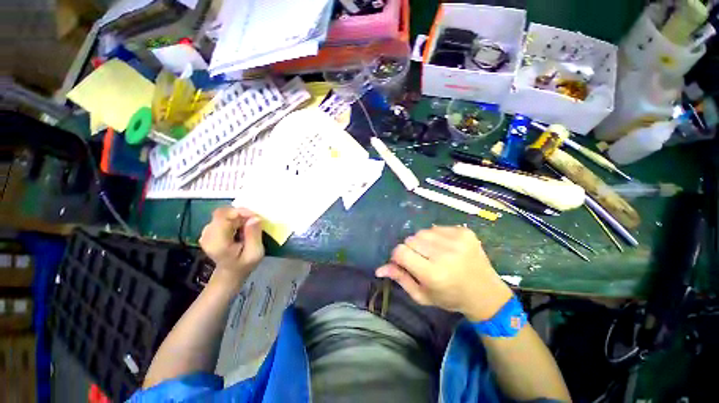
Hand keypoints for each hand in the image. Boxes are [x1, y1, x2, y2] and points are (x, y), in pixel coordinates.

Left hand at [199, 207, 263, 286]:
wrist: (230, 272)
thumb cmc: (244, 264)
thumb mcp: (255, 253)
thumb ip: (254, 235)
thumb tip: (255, 217)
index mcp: (217, 242)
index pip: (222, 216)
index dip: (239, 211)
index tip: (255, 216)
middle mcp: (207, 234)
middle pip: (223, 213)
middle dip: (241, 214)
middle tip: (255, 221)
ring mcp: (207, 231)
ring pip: (224, 214)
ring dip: (239, 216)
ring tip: (249, 227)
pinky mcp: (210, 229)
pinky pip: (223, 217)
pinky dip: (235, 218)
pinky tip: (242, 227)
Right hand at [376, 226, 512, 320]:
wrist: (485, 293)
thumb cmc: (450, 297)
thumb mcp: (422, 295)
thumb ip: (400, 279)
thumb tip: (379, 269)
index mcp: (433, 273)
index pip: (401, 251)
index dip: (398, 256)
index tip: (404, 262)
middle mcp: (445, 254)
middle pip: (411, 239)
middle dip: (411, 249)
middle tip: (422, 260)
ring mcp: (457, 241)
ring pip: (422, 232)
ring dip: (423, 241)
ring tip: (433, 253)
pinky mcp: (464, 232)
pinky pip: (437, 227)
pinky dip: (436, 236)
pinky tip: (445, 247)